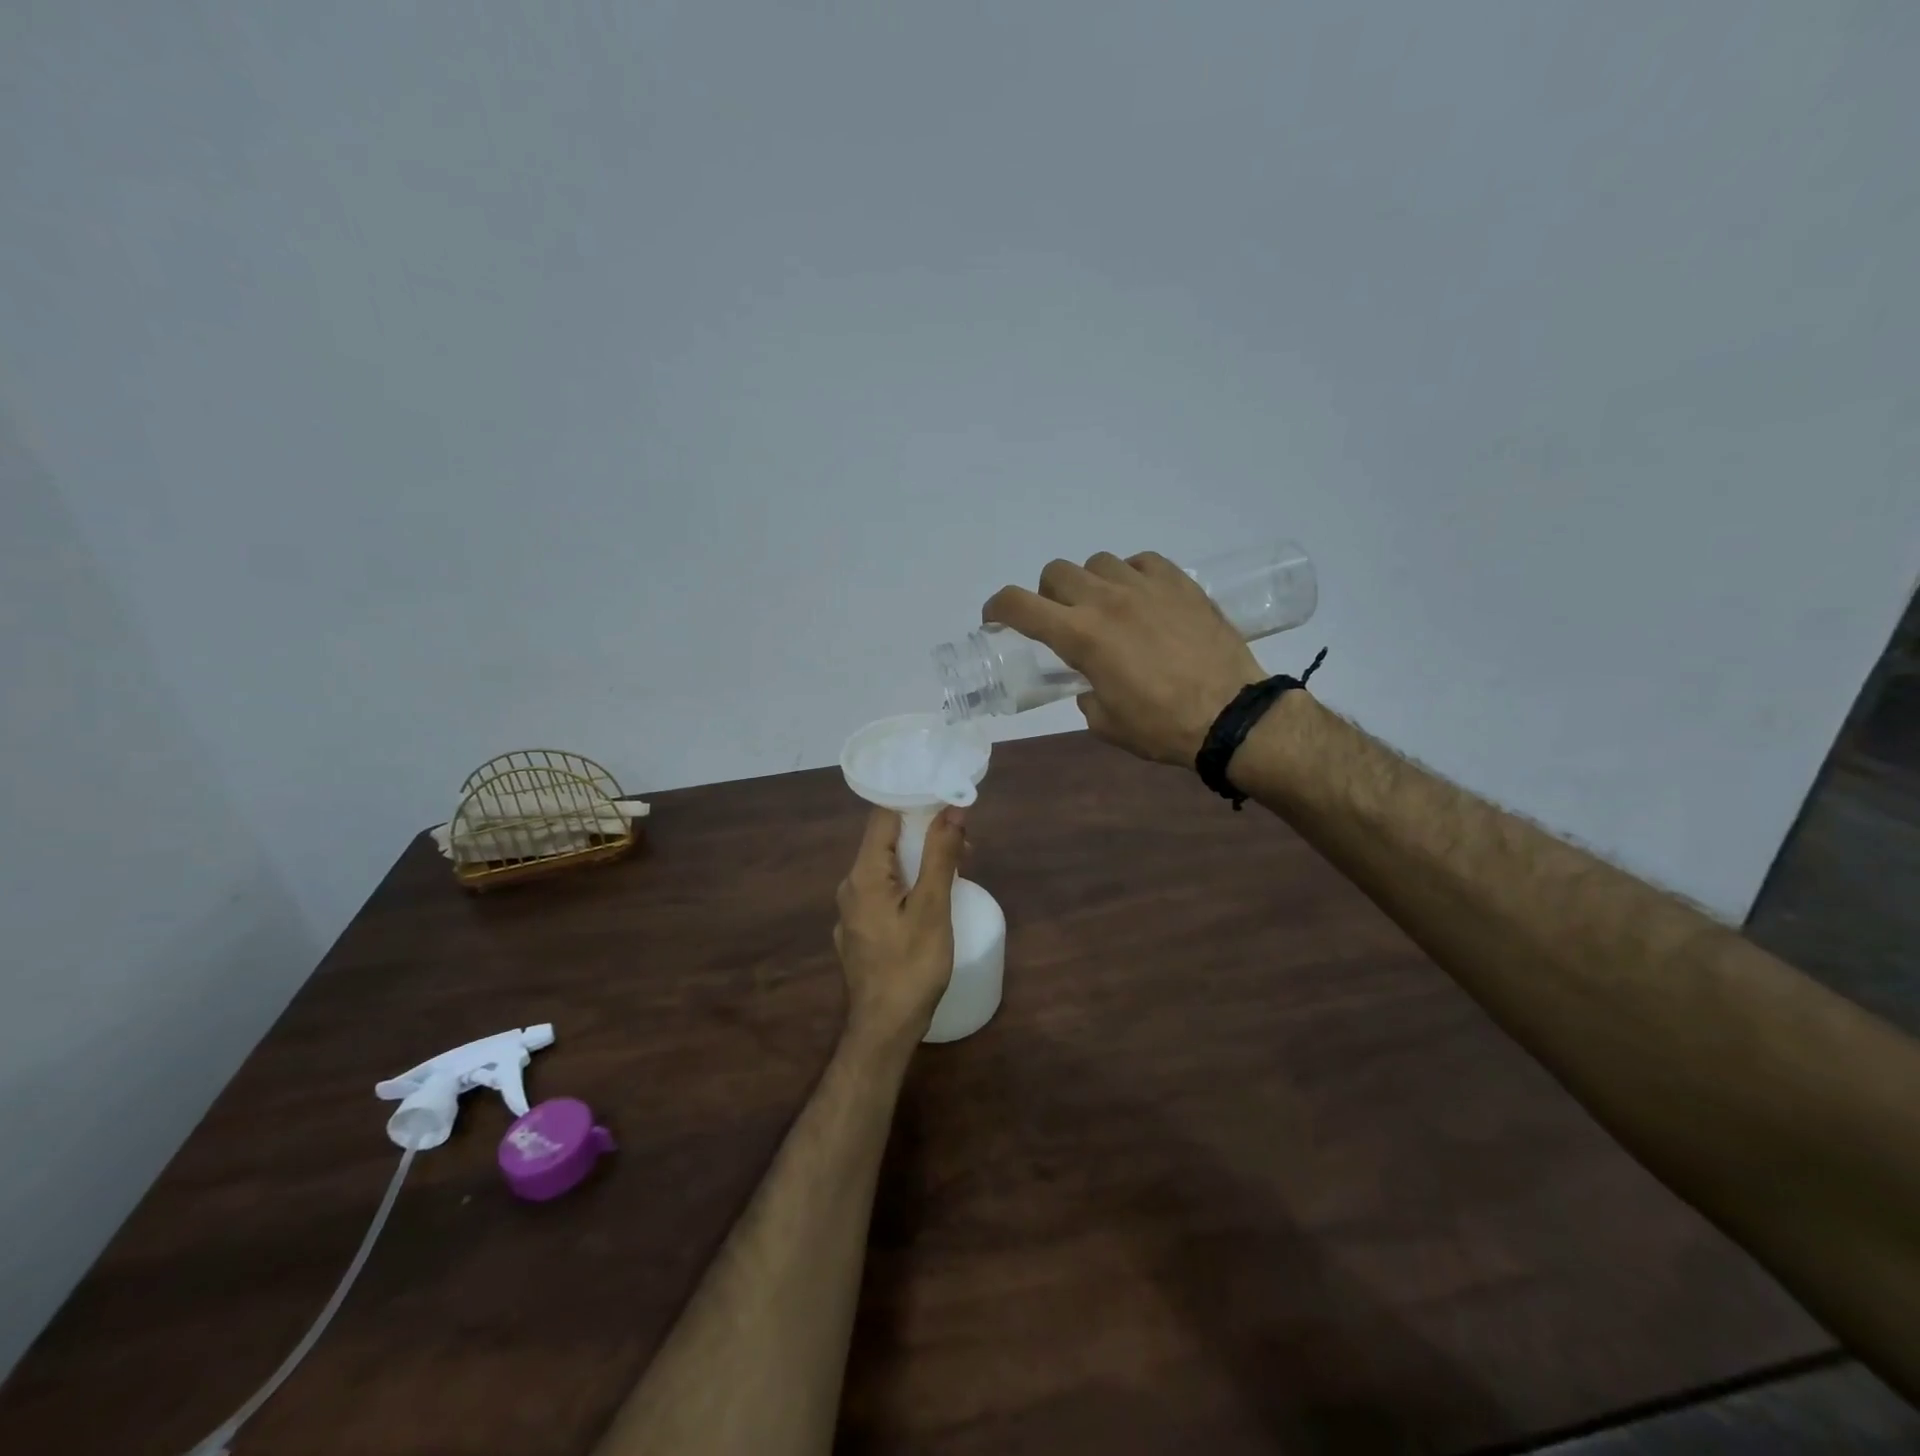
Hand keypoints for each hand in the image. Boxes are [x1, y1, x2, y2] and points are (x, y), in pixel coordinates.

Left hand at [834, 806, 966, 1051]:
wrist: (884, 1030)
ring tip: (956, 870)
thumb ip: (941, 856)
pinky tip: (930, 902)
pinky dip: (907, 885)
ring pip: (885, 870)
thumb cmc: (911, 967)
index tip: (946, 799)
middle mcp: (850, 887)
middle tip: (963, 842)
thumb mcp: (933, 908)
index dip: (914, 802)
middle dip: (923, 834)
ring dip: (918, 861)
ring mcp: (851, 912)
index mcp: (864, 874)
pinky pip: (883, 893)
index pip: (883, 817)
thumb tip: (952, 810)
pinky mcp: (859, 932)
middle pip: (884, 843)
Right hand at [983, 551, 1263, 765]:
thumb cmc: (1162, 726)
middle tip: (1062, 620)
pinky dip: (1131, 576)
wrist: (1231, 714)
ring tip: (1108, 609)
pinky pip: (1142, 562)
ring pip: (1098, 562)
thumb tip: (1089, 684)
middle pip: (1056, 572)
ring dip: (1091, 584)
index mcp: (1081, 636)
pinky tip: (1143, 599)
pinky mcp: (1180, 583)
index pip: (1020, 605)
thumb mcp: (1106, 723)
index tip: (995, 617)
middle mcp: (1106, 600)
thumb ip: (1085, 695)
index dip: (998, 607)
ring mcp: (1145, 586)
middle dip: (1048, 595)